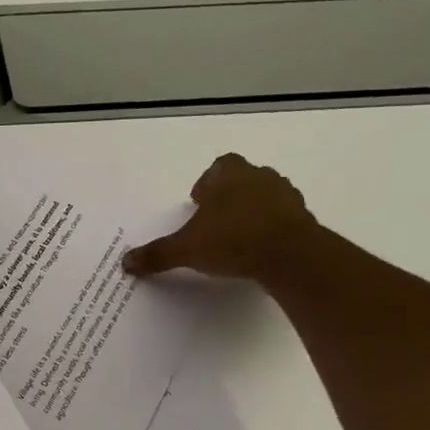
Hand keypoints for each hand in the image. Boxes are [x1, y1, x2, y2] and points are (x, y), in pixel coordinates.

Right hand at [121, 153, 315, 281]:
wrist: (290, 255)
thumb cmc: (232, 240)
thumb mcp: (186, 249)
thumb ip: (157, 254)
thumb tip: (125, 262)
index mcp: (229, 176)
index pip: (219, 166)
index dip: (209, 182)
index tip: (200, 202)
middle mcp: (259, 178)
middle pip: (243, 178)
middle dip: (229, 195)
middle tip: (215, 220)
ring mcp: (286, 196)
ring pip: (265, 196)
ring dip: (251, 210)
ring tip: (236, 236)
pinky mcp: (303, 218)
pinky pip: (282, 217)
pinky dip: (271, 228)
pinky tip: (258, 248)